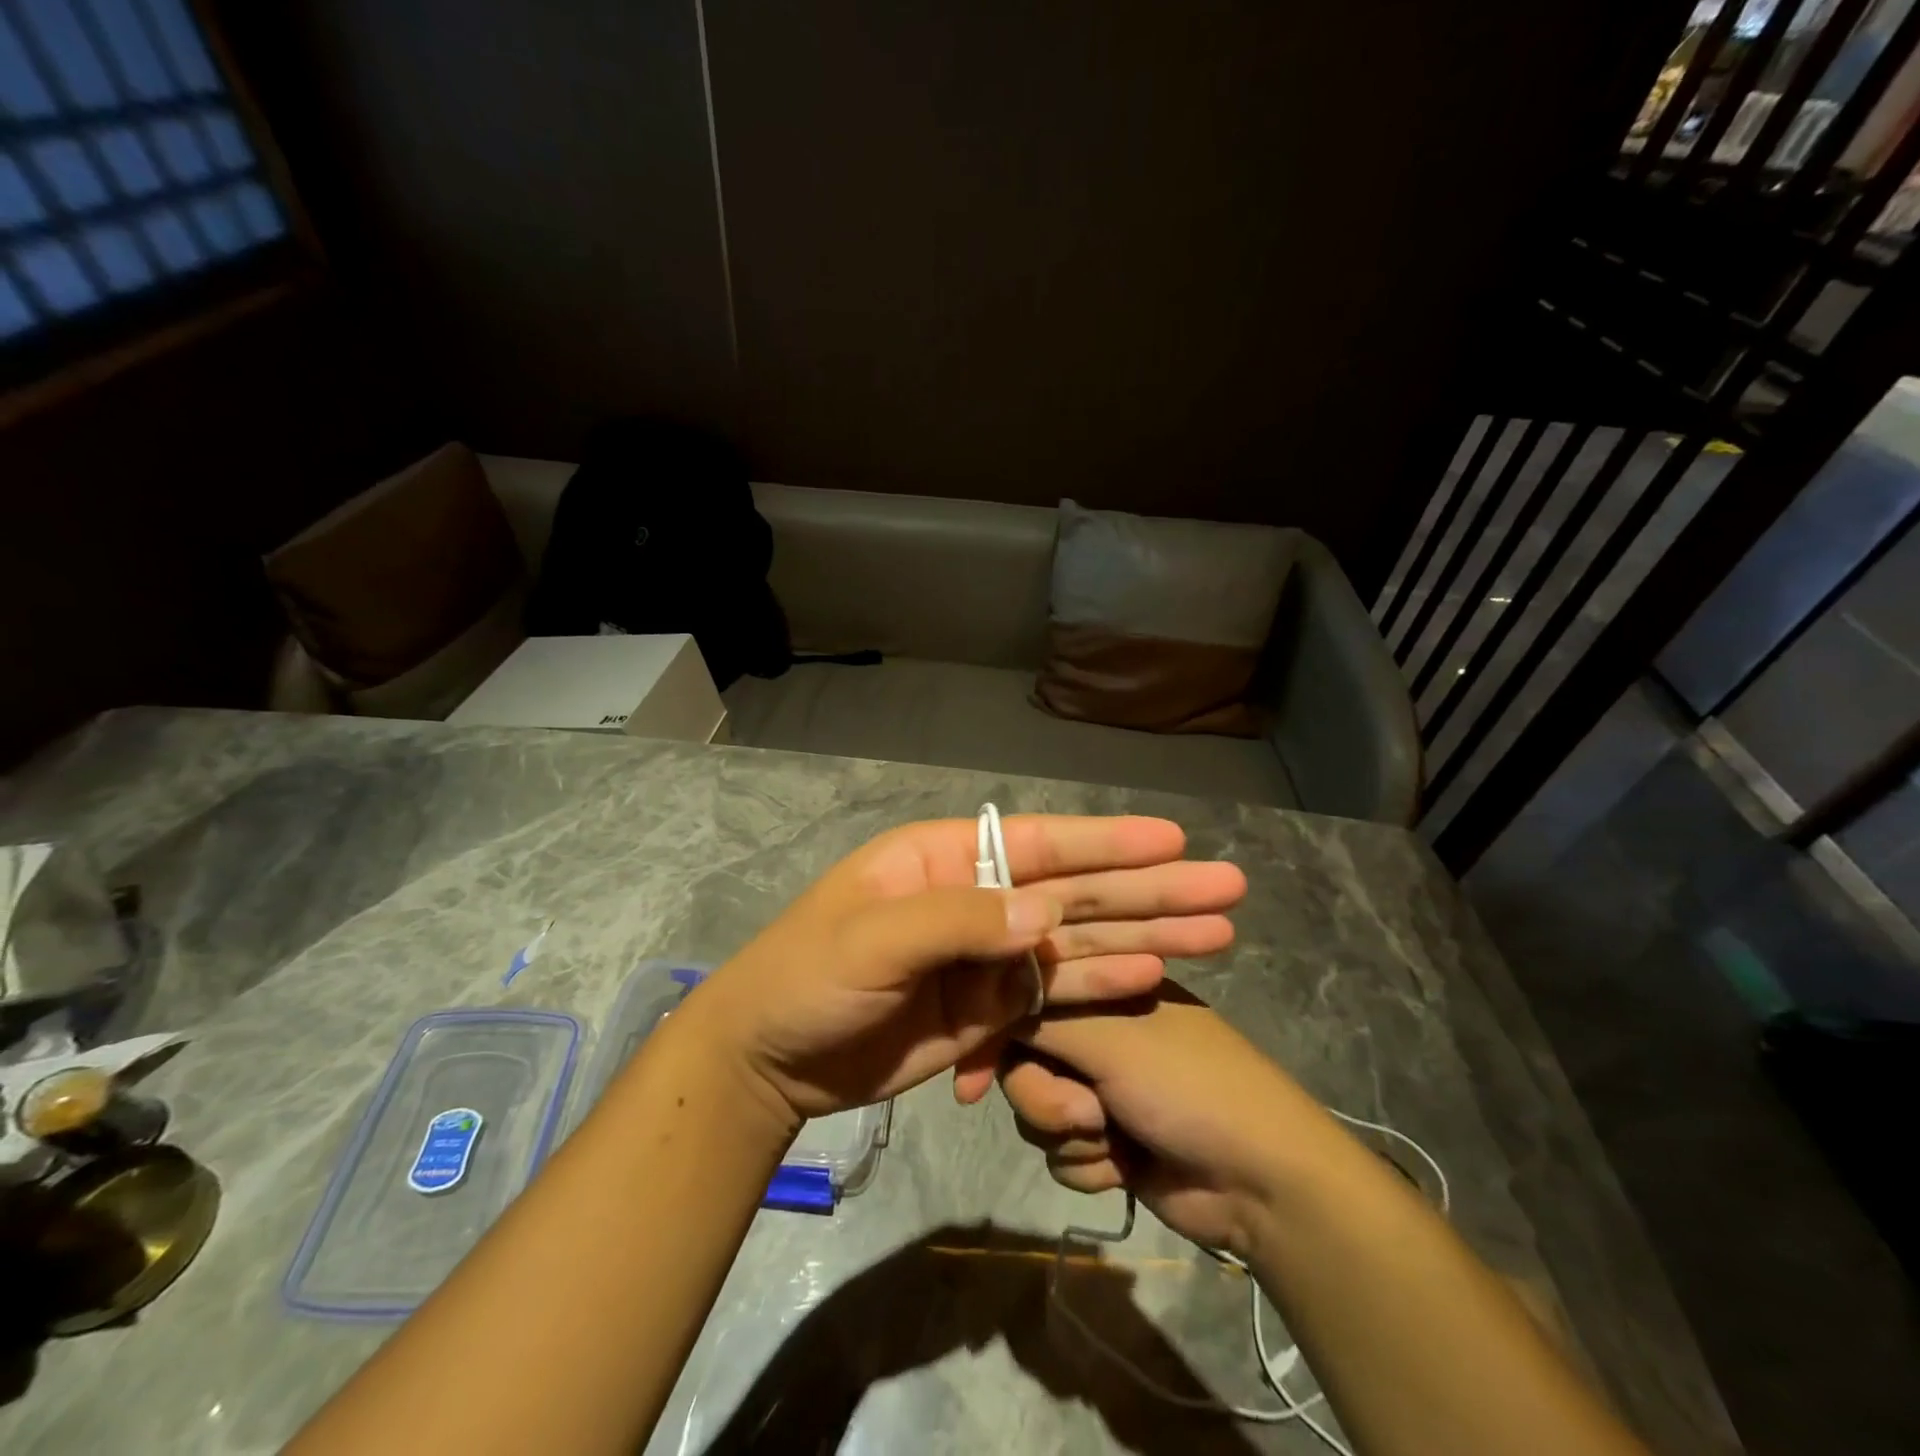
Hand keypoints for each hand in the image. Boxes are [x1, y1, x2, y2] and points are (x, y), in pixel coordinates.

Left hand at [685, 816, 1244, 1122]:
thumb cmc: (806, 978)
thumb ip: (959, 922)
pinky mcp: (987, 1008)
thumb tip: (1047, 914)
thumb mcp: (872, 940)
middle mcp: (975, 898)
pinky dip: (1102, 983)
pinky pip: (1055, 992)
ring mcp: (985, 956)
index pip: (1037, 843)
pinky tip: (1151, 973)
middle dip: (1149, 889)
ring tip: (1215, 932)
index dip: (1107, 842)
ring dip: (1144, 935)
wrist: (767, 1061)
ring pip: (1077, 940)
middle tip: (1225, 888)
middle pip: (1074, 890)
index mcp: (943, 860)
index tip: (1173, 839)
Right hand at [1000, 984, 1326, 1258]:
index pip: (1027, 995)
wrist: (1259, 1182)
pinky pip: (1059, 1151)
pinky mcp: (1105, 1137)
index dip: (995, 1034)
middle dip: (1043, 1096)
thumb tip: (986, 1004)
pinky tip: (1125, 1167)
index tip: (968, 1078)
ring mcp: (1100, 1085)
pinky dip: (1088, 1163)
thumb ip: (1041, 1016)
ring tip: (1113, 1139)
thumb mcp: (1110, 1036)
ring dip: (1069, 1134)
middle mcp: (1096, 1030)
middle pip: (1021, 1059)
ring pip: (1035, 1109)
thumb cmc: (1187, 1084)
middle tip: (1083, 1112)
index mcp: (1103, 986)